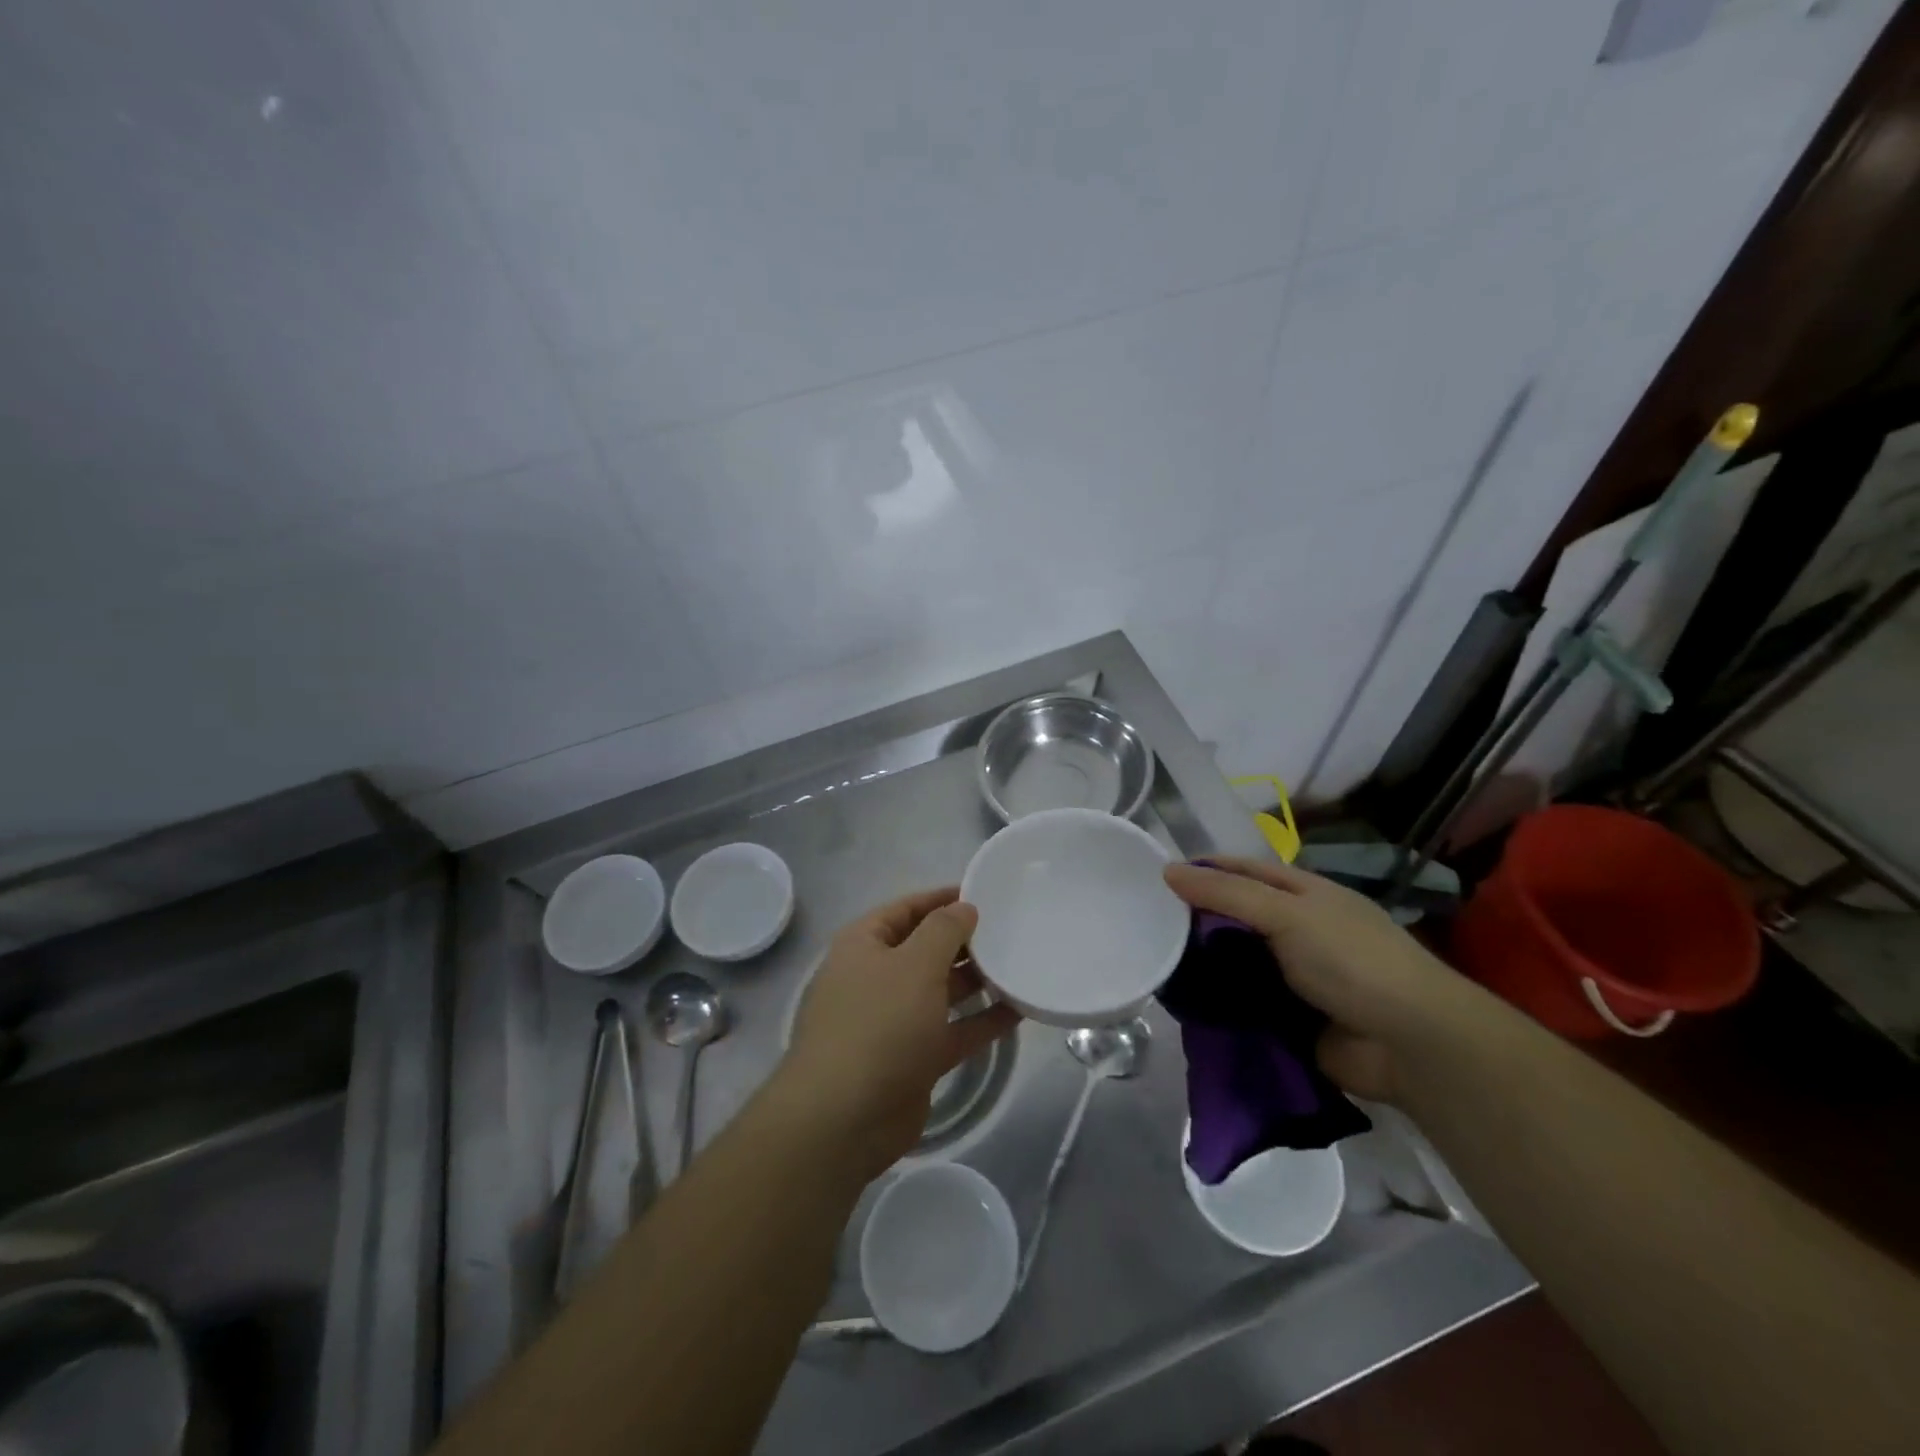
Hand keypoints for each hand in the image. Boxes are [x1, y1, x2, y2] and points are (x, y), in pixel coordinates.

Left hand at [780, 888, 1021, 1176]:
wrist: (844, 1118)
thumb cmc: (879, 1023)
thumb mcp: (915, 964)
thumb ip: (944, 929)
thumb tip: (964, 908)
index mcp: (864, 945)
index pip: (905, 909)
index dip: (941, 899)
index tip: (983, 894)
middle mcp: (876, 978)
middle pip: (924, 949)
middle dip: (963, 941)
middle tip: (1010, 931)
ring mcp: (893, 1021)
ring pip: (941, 991)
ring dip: (976, 981)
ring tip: (1019, 966)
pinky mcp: (913, 1059)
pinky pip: (952, 1030)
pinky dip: (981, 1021)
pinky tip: (1019, 1011)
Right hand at [1163, 856, 1482, 1102]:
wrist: (1409, 1044)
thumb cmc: (1350, 960)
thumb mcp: (1287, 914)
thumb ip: (1227, 894)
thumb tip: (1168, 871)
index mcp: (1304, 895)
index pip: (1245, 870)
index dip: (1206, 869)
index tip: (1159, 877)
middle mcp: (1299, 930)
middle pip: (1237, 916)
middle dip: (1197, 919)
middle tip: (1147, 923)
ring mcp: (1295, 975)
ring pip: (1237, 961)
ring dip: (1205, 963)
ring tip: (1155, 961)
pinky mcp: (1290, 1018)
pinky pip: (1244, 1003)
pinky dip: (1218, 1002)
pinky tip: (1183, 1001)